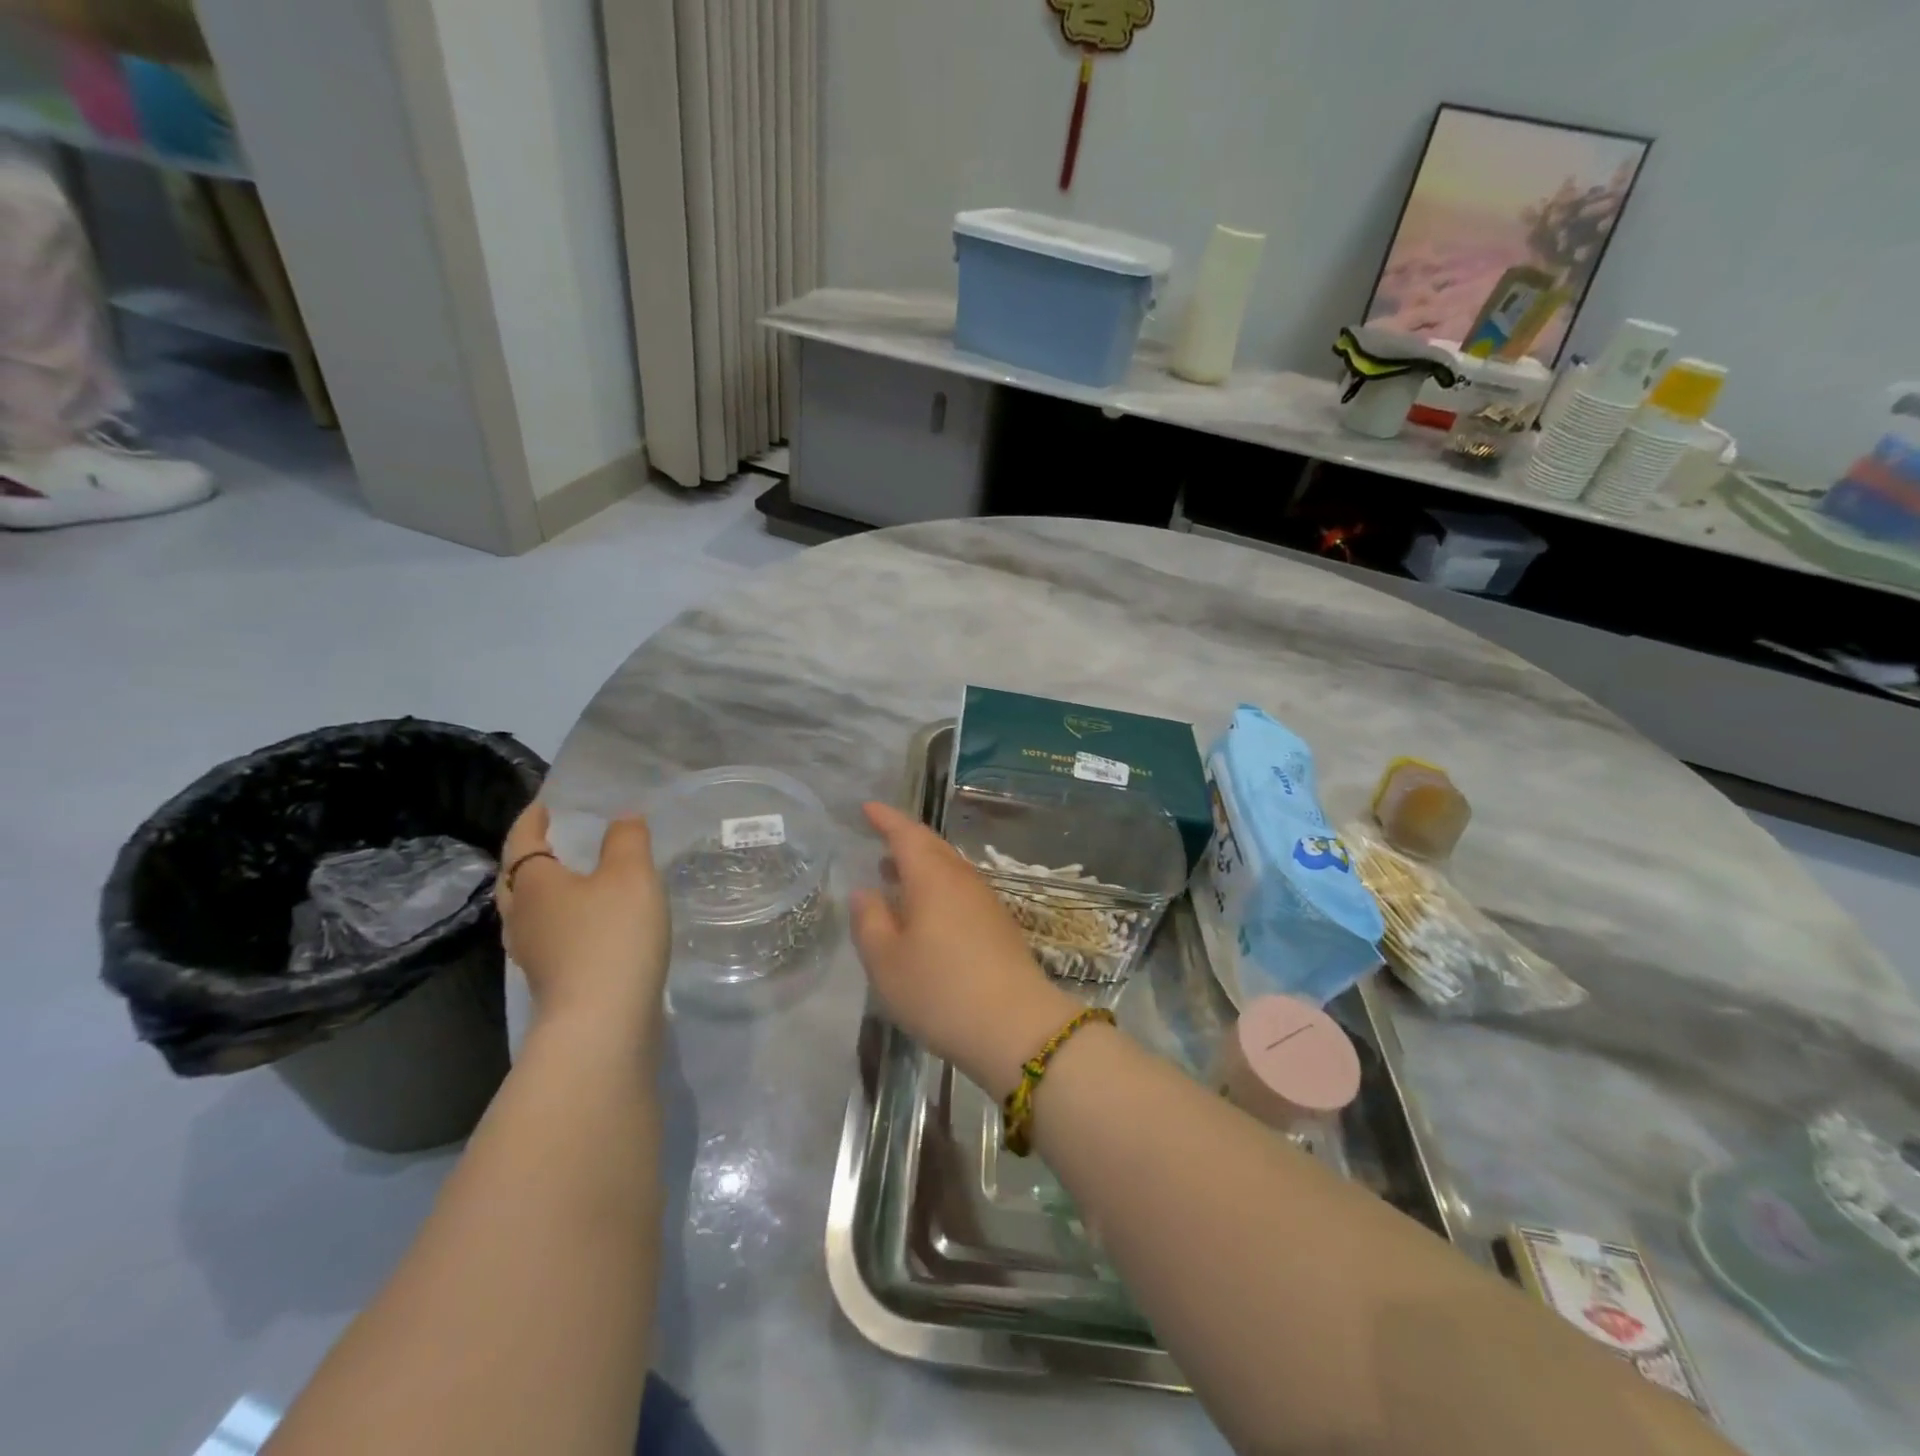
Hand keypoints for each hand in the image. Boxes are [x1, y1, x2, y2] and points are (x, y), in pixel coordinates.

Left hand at [495, 803, 670, 1032]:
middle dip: (530, 857)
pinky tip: (588, 924)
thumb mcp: (631, 874)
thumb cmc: (612, 935)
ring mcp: (533, 953)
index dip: (532, 820)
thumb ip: (628, 839)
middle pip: (516, 879)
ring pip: (529, 911)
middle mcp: (522, 916)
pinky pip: (549, 936)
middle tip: (552, 840)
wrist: (603, 1021)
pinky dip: (562, 920)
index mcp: (533, 883)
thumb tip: (622, 818)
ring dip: (545, 891)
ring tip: (573, 879)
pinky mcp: (552, 979)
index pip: (523, 841)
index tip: (544, 805)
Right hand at [849, 802, 1080, 1096]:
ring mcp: (986, 902)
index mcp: (933, 877)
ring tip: (894, 876)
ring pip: (949, 870)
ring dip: (921, 866)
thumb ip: (869, 921)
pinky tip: (926, 914)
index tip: (867, 808)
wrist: (1017, 1028)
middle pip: (932, 847)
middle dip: (904, 840)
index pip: (906, 834)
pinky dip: (937, 889)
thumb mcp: (886, 961)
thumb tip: (865, 891)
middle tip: (879, 839)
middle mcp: (962, 880)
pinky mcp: (999, 927)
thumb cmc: (940, 991)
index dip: (885, 819)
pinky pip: (960, 891)